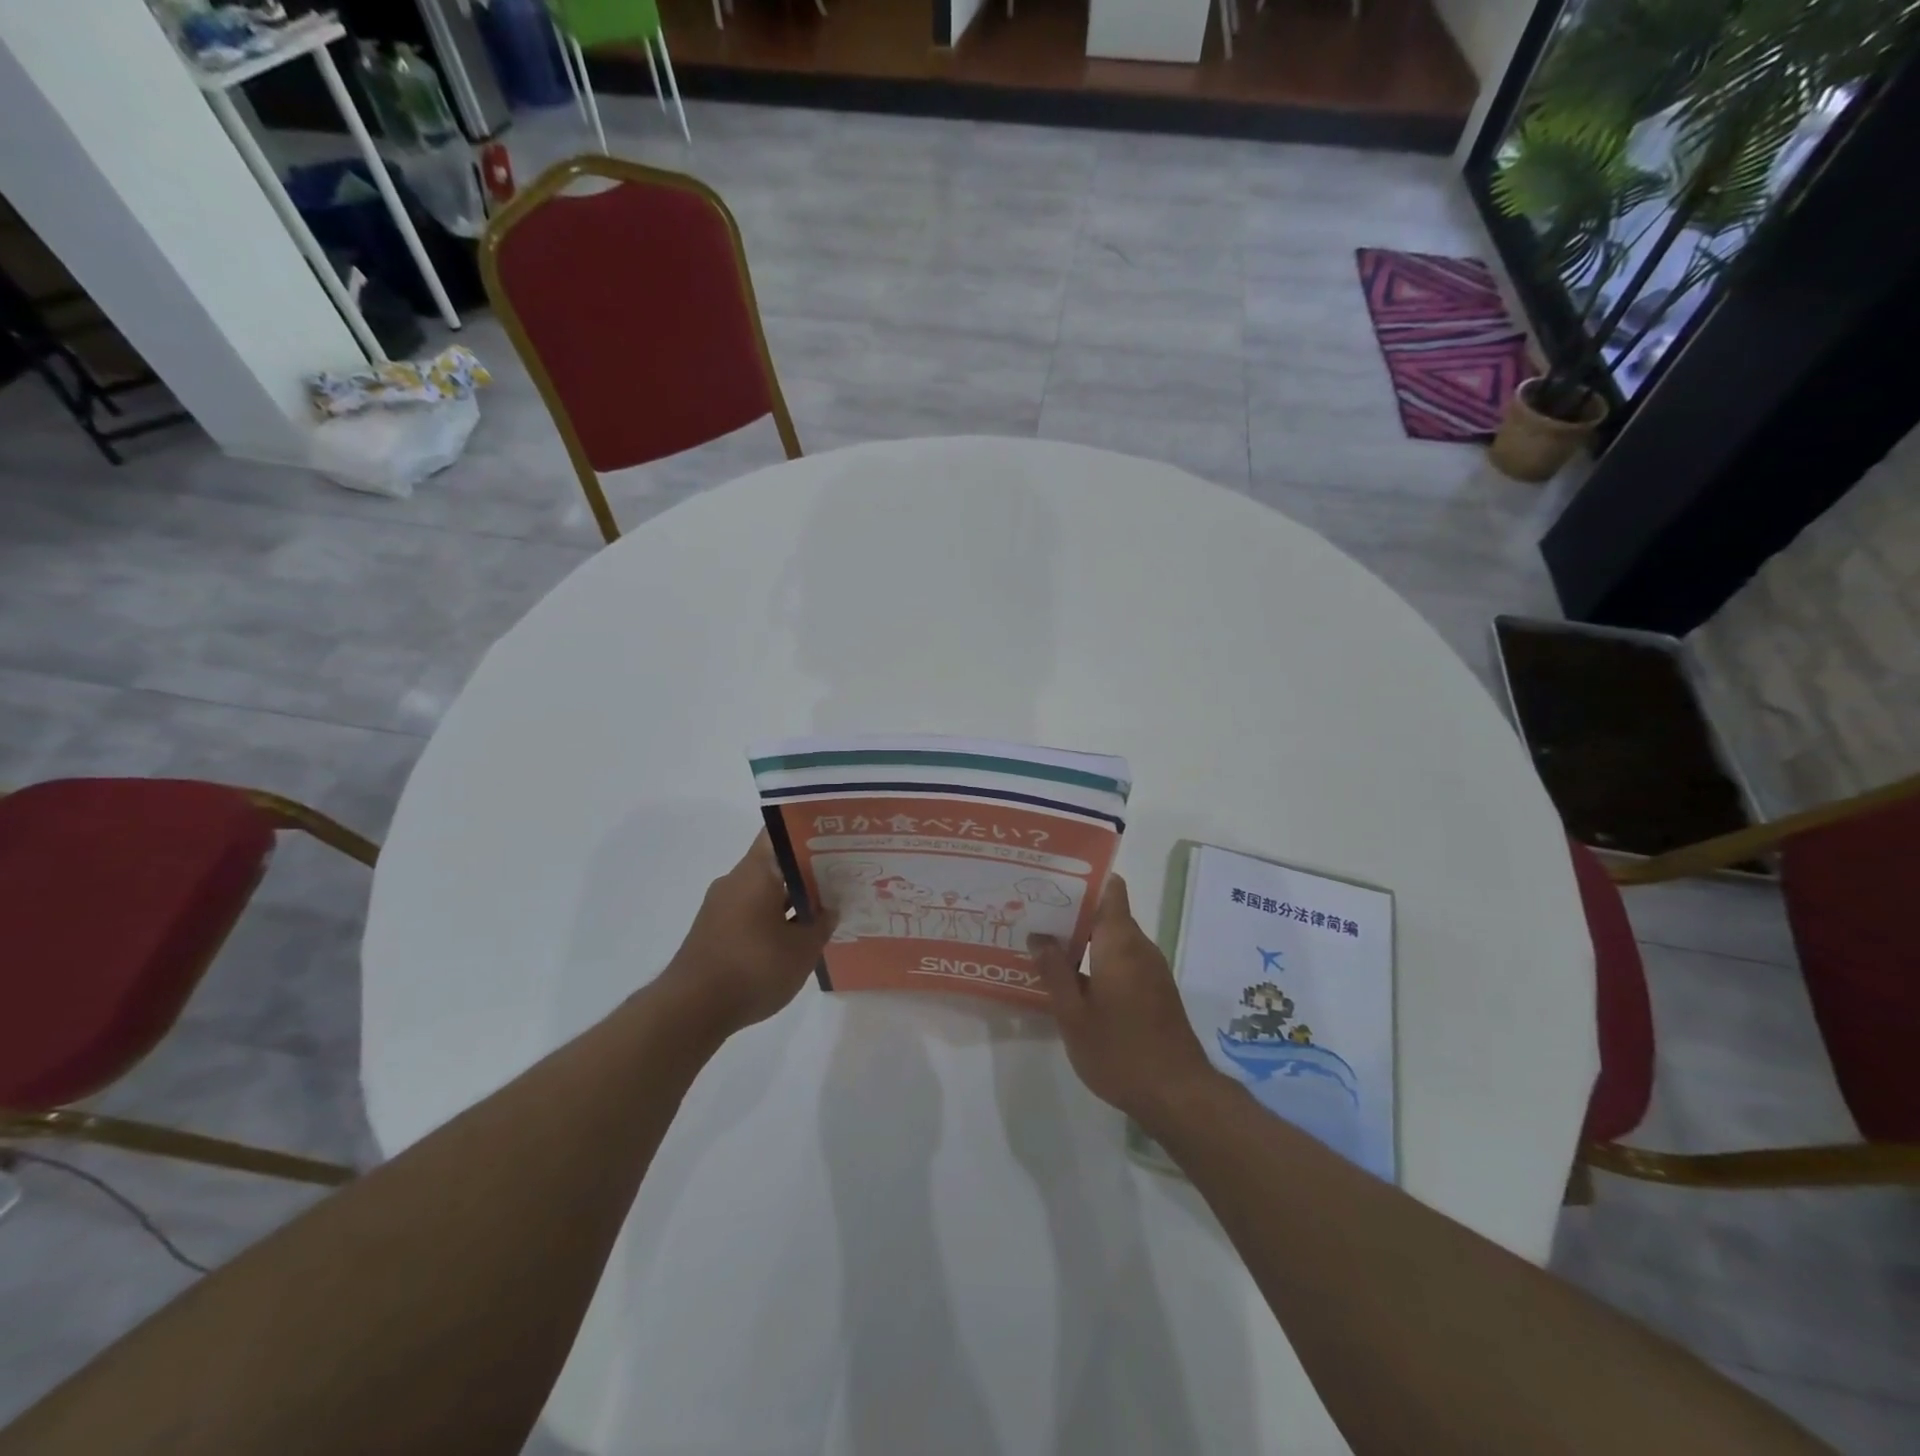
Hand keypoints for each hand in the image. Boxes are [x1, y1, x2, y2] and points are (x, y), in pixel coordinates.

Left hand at [656, 832, 835, 1041]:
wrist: (692, 1009)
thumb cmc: (753, 967)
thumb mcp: (802, 949)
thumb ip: (821, 924)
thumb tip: (829, 909)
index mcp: (756, 871)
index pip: (781, 834)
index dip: (809, 832)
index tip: (835, 839)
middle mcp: (735, 881)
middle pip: (775, 863)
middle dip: (807, 870)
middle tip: (841, 876)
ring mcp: (721, 907)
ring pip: (764, 890)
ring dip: (792, 898)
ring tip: (825, 909)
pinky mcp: (715, 932)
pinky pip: (751, 913)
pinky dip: (774, 919)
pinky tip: (795, 937)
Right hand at [1029, 875, 1220, 1125]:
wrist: (1177, 1094)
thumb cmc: (1119, 1050)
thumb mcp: (1073, 1014)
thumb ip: (1054, 971)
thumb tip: (1038, 936)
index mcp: (1120, 941)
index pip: (1110, 888)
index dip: (1084, 879)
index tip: (1052, 881)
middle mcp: (1139, 946)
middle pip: (1107, 912)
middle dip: (1073, 912)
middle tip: (1034, 915)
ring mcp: (1151, 969)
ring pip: (1113, 939)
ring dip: (1084, 939)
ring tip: (1045, 945)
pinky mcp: (1155, 991)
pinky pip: (1122, 960)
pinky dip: (1098, 960)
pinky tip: (1072, 980)